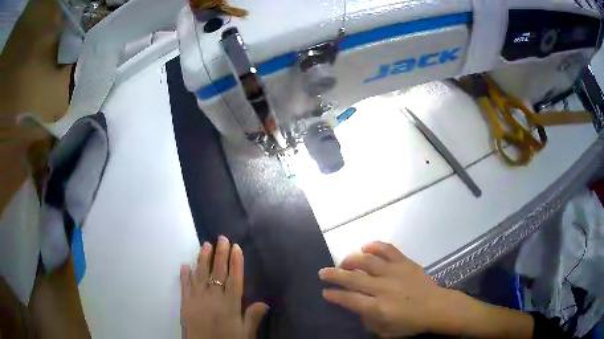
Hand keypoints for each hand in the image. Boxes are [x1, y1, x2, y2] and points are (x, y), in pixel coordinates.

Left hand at [180, 236, 267, 338]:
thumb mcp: (245, 334)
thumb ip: (253, 318)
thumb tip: (265, 302)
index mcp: (229, 305)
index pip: (234, 280)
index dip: (236, 263)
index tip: (236, 248)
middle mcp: (213, 298)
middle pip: (217, 273)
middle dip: (220, 254)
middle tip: (221, 238)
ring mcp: (196, 299)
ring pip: (200, 274)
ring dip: (202, 259)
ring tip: (205, 244)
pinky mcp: (185, 303)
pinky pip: (185, 285)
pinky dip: (184, 274)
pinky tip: (185, 265)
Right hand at [319, 241, 453, 336]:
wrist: (437, 307)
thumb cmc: (411, 323)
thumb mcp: (386, 332)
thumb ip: (368, 320)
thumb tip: (357, 308)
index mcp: (379, 308)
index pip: (349, 299)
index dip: (334, 295)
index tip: (325, 292)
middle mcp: (383, 288)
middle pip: (353, 278)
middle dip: (334, 275)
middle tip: (323, 272)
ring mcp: (395, 272)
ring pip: (367, 261)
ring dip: (350, 260)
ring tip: (343, 262)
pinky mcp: (405, 262)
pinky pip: (387, 249)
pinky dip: (374, 245)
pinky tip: (365, 247)